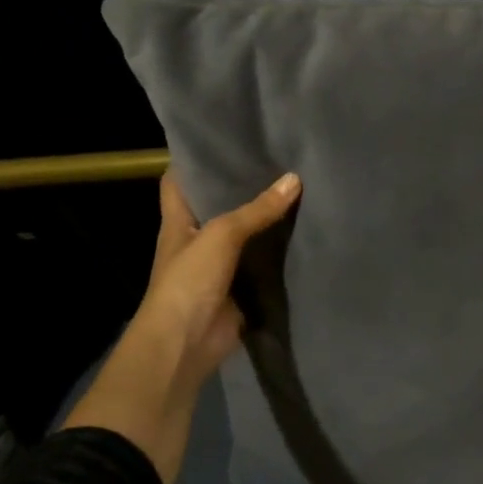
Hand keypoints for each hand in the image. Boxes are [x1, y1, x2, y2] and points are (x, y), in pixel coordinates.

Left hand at [62, 168, 300, 483]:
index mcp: (178, 221)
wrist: (185, 345)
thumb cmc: (188, 281)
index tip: (223, 139)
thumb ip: (257, 210)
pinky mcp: (240, 288)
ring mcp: (218, 266)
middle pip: (218, 205)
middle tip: (276, 159)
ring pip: (244, 235)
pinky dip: (278, 253)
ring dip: (264, 220)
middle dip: (241, 186)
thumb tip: (295, 179)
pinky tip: (303, 233)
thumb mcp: (220, 236)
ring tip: (298, 188)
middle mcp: (196, 239)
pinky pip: (261, 264)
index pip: (180, 181)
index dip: (195, 159)